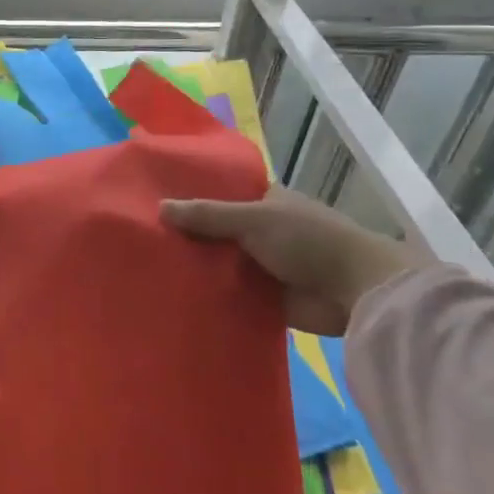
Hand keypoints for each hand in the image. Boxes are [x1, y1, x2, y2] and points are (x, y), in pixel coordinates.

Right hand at [160, 187, 426, 335]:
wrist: (355, 290)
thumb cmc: (307, 240)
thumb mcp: (253, 219)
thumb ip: (207, 215)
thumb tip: (159, 208)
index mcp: (262, 202)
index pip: (218, 194)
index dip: (189, 197)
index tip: (150, 202)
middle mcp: (260, 231)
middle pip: (213, 231)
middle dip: (184, 236)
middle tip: (139, 239)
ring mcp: (261, 265)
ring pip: (218, 264)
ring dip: (194, 268)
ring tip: (147, 269)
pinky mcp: (263, 298)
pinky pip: (228, 294)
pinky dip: (208, 295)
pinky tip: (173, 296)